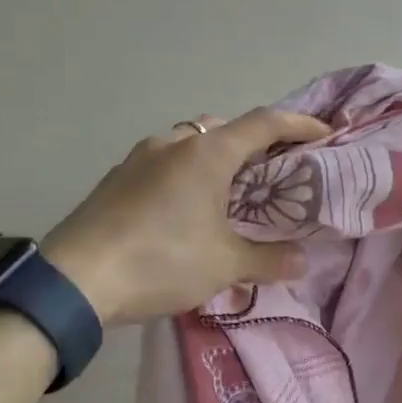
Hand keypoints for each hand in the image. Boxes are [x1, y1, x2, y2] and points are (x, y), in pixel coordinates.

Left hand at [40, 108, 331, 325]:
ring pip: (191, 145)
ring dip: (217, 160)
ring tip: (233, 194)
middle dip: (256, 144)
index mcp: (207, 153)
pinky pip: (165, 164)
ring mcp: (139, 158)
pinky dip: (187, 175)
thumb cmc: (161, 261)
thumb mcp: (224, 265)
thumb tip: (302, 260)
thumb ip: (268, 259)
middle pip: (226, 129)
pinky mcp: (116, 179)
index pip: (265, 123)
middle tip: (276, 173)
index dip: (300, 124)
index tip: (325, 134)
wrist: (75, 279)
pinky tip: (186, 210)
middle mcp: (174, 143)